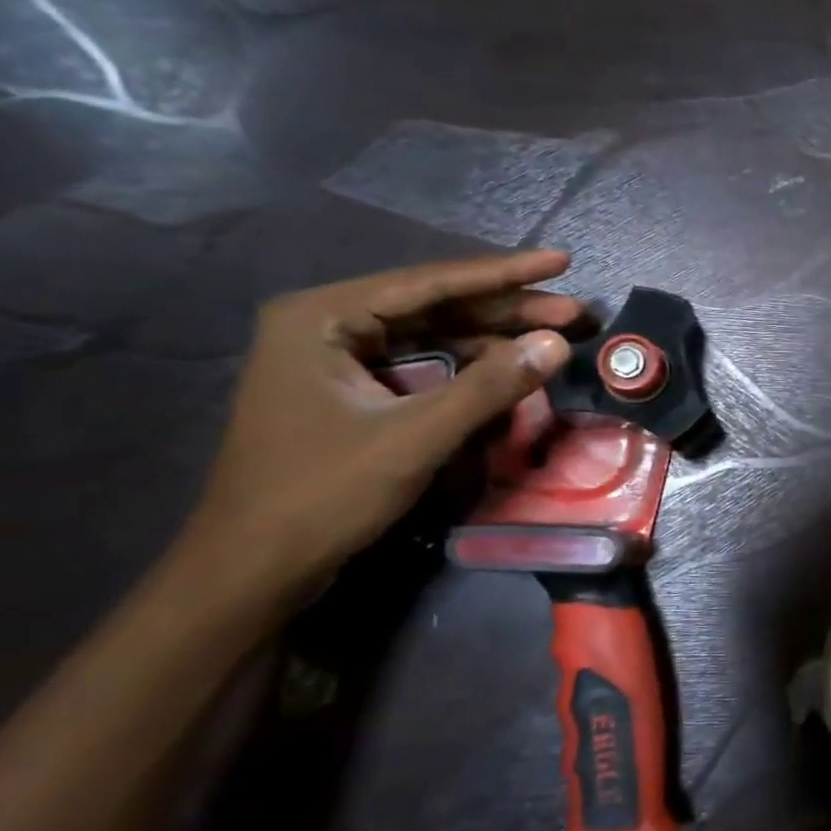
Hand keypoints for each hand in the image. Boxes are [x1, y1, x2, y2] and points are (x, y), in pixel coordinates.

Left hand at [182, 250, 579, 599]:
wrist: (254, 569)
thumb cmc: (323, 495)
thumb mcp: (416, 437)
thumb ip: (490, 386)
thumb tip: (558, 342)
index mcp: (323, 318)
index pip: (431, 284)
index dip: (505, 274)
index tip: (562, 262)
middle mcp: (329, 325)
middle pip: (437, 307)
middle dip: (509, 311)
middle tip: (576, 313)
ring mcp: (339, 360)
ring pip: (435, 336)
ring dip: (496, 341)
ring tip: (555, 340)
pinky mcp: (353, 391)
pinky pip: (425, 366)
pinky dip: (471, 371)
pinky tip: (511, 373)